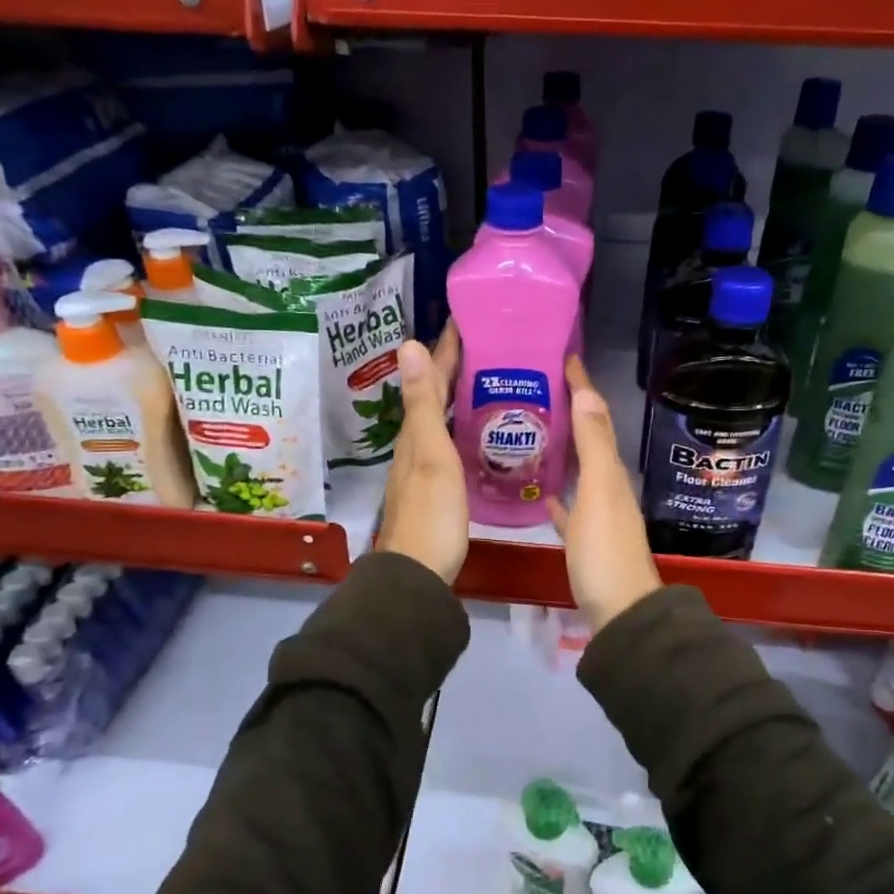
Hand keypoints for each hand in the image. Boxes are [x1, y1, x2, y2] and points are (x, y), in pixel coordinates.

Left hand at [377, 323, 466, 583]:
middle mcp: (416, 445)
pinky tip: (476, 432)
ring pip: (440, 420)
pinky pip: (449, 443)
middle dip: (453, 368)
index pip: (433, 379)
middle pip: (434, 397)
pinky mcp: (436, 488)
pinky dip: (461, 426)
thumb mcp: (431, 455)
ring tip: (484, 379)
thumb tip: (408, 344)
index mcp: (417, 433)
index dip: (447, 350)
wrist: (418, 573)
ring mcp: (425, 468)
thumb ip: (424, 404)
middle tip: (484, 344)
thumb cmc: (432, 514)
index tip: (465, 320)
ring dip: (457, 396)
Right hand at [548, 354, 660, 631]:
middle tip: (540, 388)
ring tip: (534, 429)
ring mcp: (598, 515)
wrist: (619, 610)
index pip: (596, 418)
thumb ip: (593, 446)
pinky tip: (542, 492)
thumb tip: (586, 393)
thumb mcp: (599, 493)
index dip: (583, 388)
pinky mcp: (586, 540)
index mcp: (611, 472)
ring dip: (564, 447)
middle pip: (589, 439)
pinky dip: (558, 494)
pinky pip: (571, 506)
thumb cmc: (604, 551)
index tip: (565, 358)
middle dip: (571, 411)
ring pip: (580, 470)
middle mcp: (608, 487)